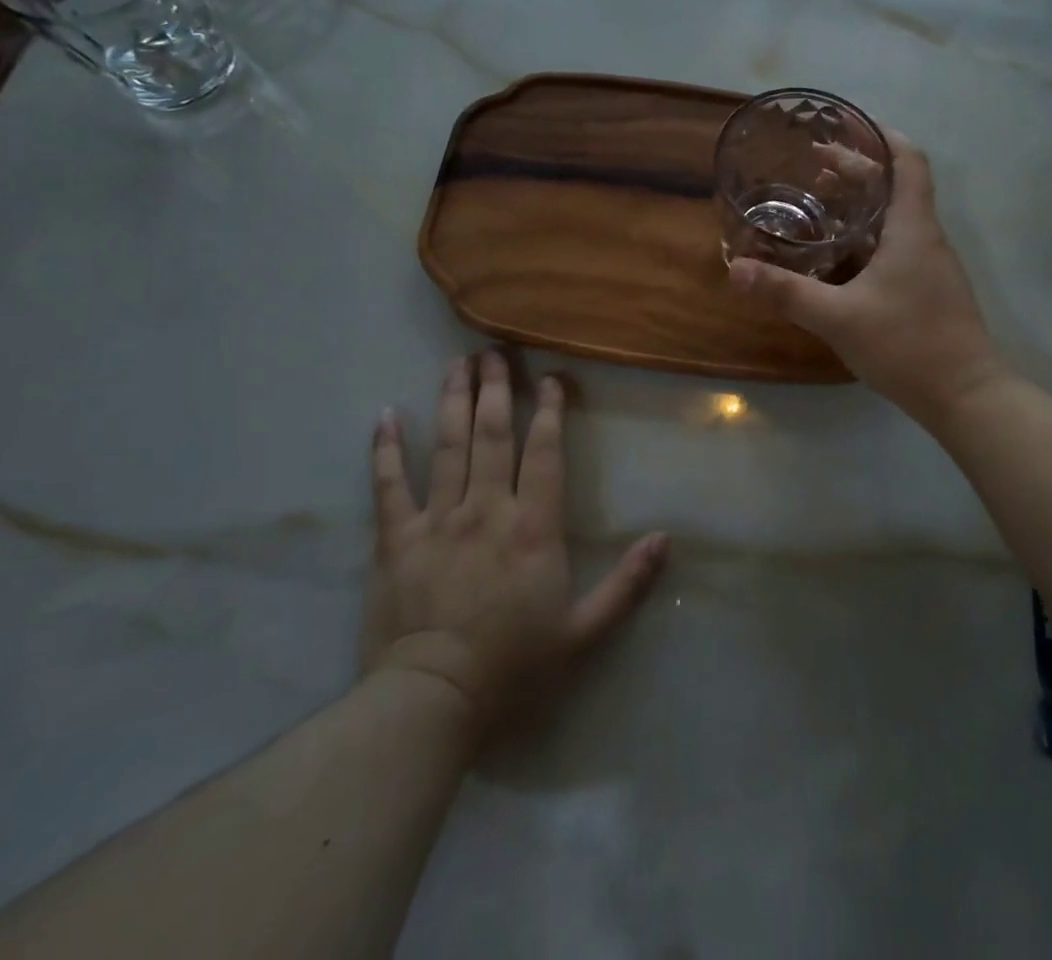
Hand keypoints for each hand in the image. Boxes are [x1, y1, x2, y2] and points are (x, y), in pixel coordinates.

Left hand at [360, 352, 669, 728]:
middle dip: (496, 388)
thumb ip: (626, 584)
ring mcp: (437, 519)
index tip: (551, 378)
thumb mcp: (583, 633)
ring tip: (457, 363)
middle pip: (492, 434)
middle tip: (495, 351)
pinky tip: (386, 415)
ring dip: (453, 400)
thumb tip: (665, 539)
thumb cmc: (513, 666)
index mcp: (532, 526)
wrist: (432, 702)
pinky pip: (388, 485)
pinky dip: (386, 449)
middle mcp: (486, 508)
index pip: (543, 452)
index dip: (549, 410)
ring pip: (447, 445)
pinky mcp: (395, 538)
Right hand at [729, 131, 1006, 428]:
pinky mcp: (928, 290)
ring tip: (819, 204)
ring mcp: (930, 266)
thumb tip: (735, 270)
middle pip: (896, 186)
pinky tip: (838, 258)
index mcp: (912, 229)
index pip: (908, 161)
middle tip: (813, 165)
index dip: (881, 136)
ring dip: (861, 205)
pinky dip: (867, 237)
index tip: (848, 125)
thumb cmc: (907, 345)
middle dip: (857, 171)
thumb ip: (786, 292)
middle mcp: (926, 238)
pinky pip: (896, 246)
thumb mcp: (838, 318)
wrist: (966, 397)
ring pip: (895, 218)